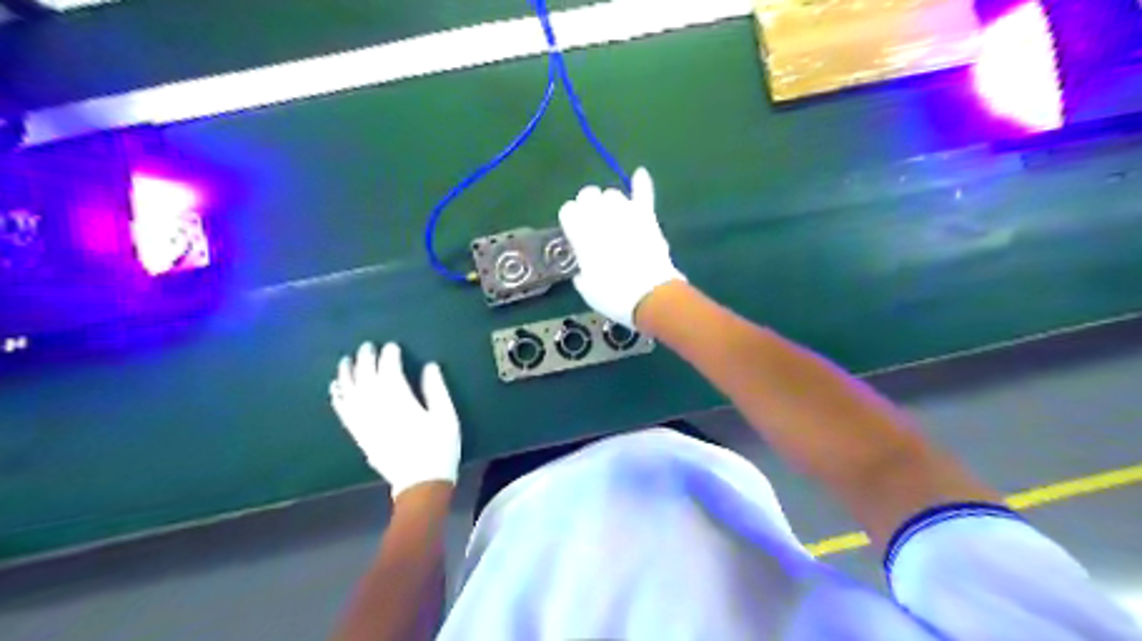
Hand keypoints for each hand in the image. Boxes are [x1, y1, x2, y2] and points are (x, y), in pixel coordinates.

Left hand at [328, 343, 460, 498]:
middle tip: (367, 346)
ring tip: (346, 360)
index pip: (390, 372)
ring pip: (351, 393)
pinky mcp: (359, 435)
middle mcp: (378, 409)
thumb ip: (436, 390)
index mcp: (401, 403)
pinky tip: (335, 388)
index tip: (392, 345)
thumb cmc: (439, 448)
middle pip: (367, 378)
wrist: (420, 484)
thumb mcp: (446, 417)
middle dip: (366, 360)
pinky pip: (344, 412)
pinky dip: (338, 398)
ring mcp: (365, 423)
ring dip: (347, 374)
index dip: (389, 357)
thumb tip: (429, 366)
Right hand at [558, 167, 680, 328]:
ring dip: (611, 202)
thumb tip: (585, 267)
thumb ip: (583, 270)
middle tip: (595, 224)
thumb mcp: (587, 288)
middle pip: (589, 194)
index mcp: (581, 234)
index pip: (568, 210)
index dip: (571, 219)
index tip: (575, 231)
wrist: (649, 295)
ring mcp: (625, 214)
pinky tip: (639, 174)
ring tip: (614, 217)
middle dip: (588, 205)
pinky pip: (643, 193)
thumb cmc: (613, 296)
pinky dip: (642, 183)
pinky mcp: (647, 217)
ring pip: (613, 193)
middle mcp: (600, 217)